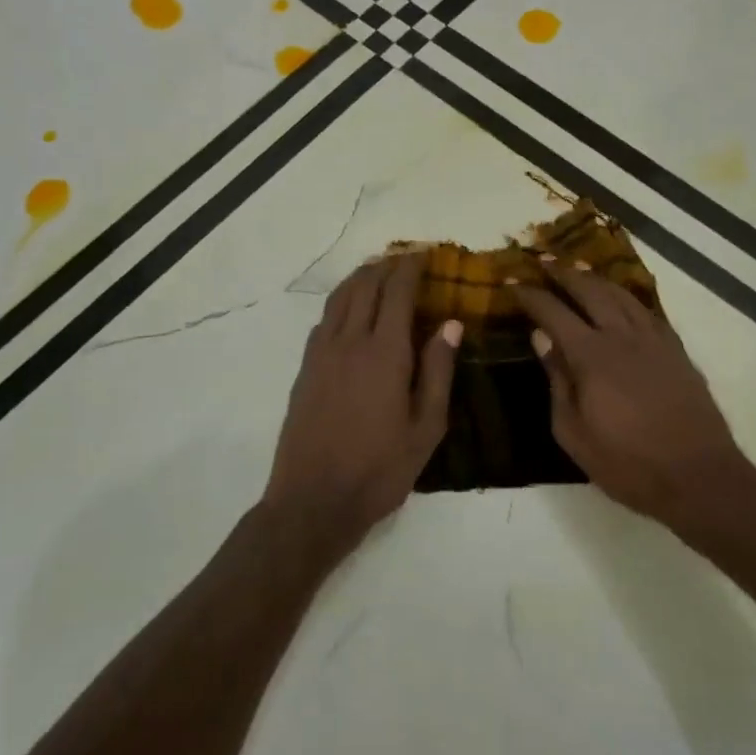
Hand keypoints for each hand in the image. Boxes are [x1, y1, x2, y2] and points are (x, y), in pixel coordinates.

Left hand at [264, 252, 459, 553]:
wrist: (313, 500)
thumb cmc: (380, 469)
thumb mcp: (426, 428)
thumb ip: (438, 371)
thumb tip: (450, 324)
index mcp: (384, 353)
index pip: (396, 293)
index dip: (410, 268)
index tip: (423, 254)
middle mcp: (349, 342)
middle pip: (365, 287)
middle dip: (385, 266)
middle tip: (403, 258)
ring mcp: (321, 354)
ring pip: (339, 299)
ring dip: (359, 278)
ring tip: (376, 272)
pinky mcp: (305, 370)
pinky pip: (324, 320)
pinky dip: (340, 302)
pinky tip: (349, 311)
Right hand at [515, 262, 749, 521]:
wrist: (698, 477)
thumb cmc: (627, 463)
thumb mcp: (574, 433)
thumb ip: (557, 381)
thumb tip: (541, 338)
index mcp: (592, 356)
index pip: (554, 313)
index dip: (531, 295)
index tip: (513, 282)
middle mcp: (622, 337)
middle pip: (590, 292)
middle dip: (564, 273)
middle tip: (543, 262)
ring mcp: (654, 341)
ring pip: (621, 295)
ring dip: (596, 279)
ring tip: (578, 269)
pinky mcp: (676, 351)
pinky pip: (648, 311)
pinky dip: (628, 297)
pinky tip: (622, 299)